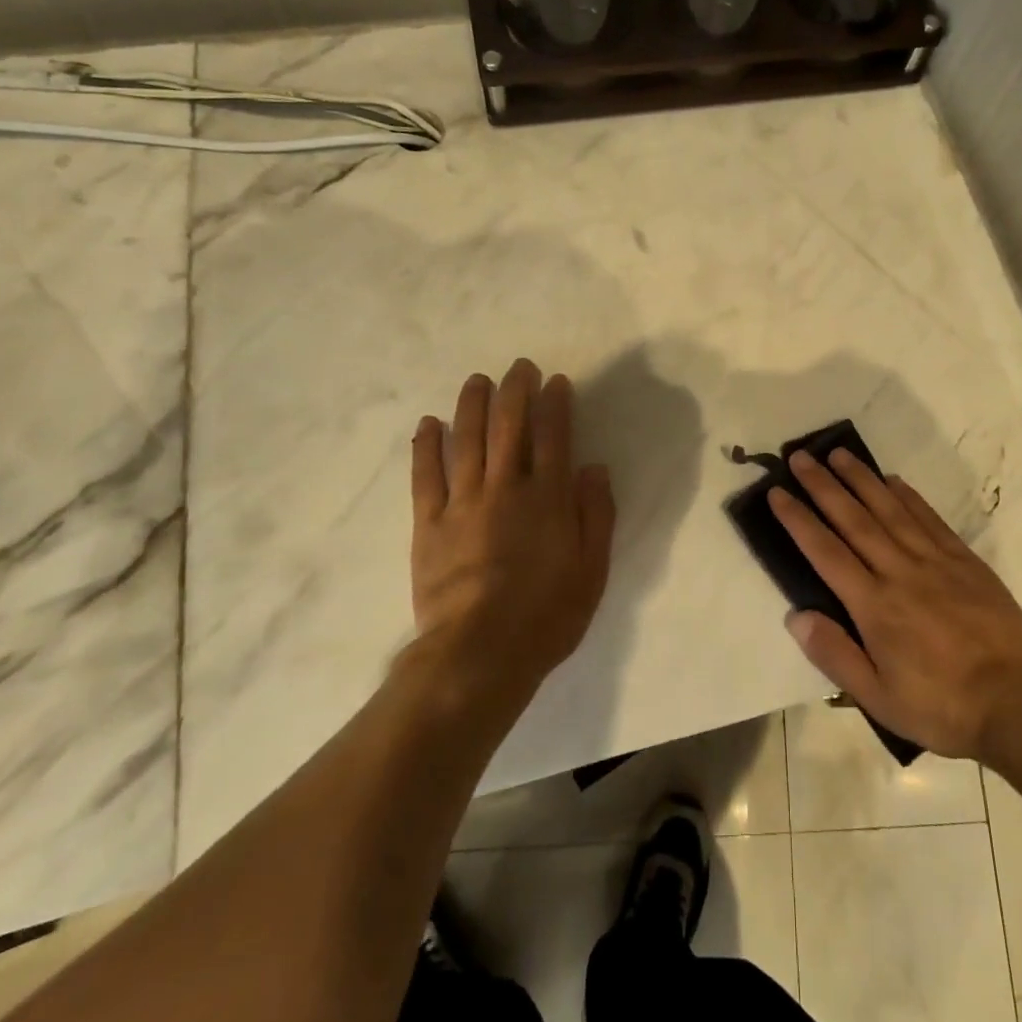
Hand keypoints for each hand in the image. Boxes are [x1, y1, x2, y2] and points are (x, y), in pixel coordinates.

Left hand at [409, 360, 615, 701]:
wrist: (478, 654)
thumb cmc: (546, 616)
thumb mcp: (591, 571)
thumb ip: (596, 516)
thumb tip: (594, 469)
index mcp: (548, 499)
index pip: (554, 437)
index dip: (556, 405)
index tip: (556, 382)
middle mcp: (506, 489)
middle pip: (509, 428)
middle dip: (515, 392)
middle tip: (519, 367)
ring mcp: (463, 503)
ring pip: (466, 441)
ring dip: (472, 405)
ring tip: (477, 380)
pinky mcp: (429, 524)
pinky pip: (426, 475)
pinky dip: (425, 446)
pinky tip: (427, 423)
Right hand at [771, 449, 1021, 763]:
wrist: (1016, 704)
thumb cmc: (940, 707)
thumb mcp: (878, 698)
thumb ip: (835, 655)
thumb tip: (795, 616)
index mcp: (874, 606)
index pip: (826, 552)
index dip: (799, 520)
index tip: (778, 492)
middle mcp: (900, 572)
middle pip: (854, 520)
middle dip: (823, 486)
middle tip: (800, 457)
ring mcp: (935, 561)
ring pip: (891, 510)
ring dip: (862, 479)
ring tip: (839, 454)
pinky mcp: (964, 561)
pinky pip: (930, 519)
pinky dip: (908, 496)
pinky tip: (892, 480)